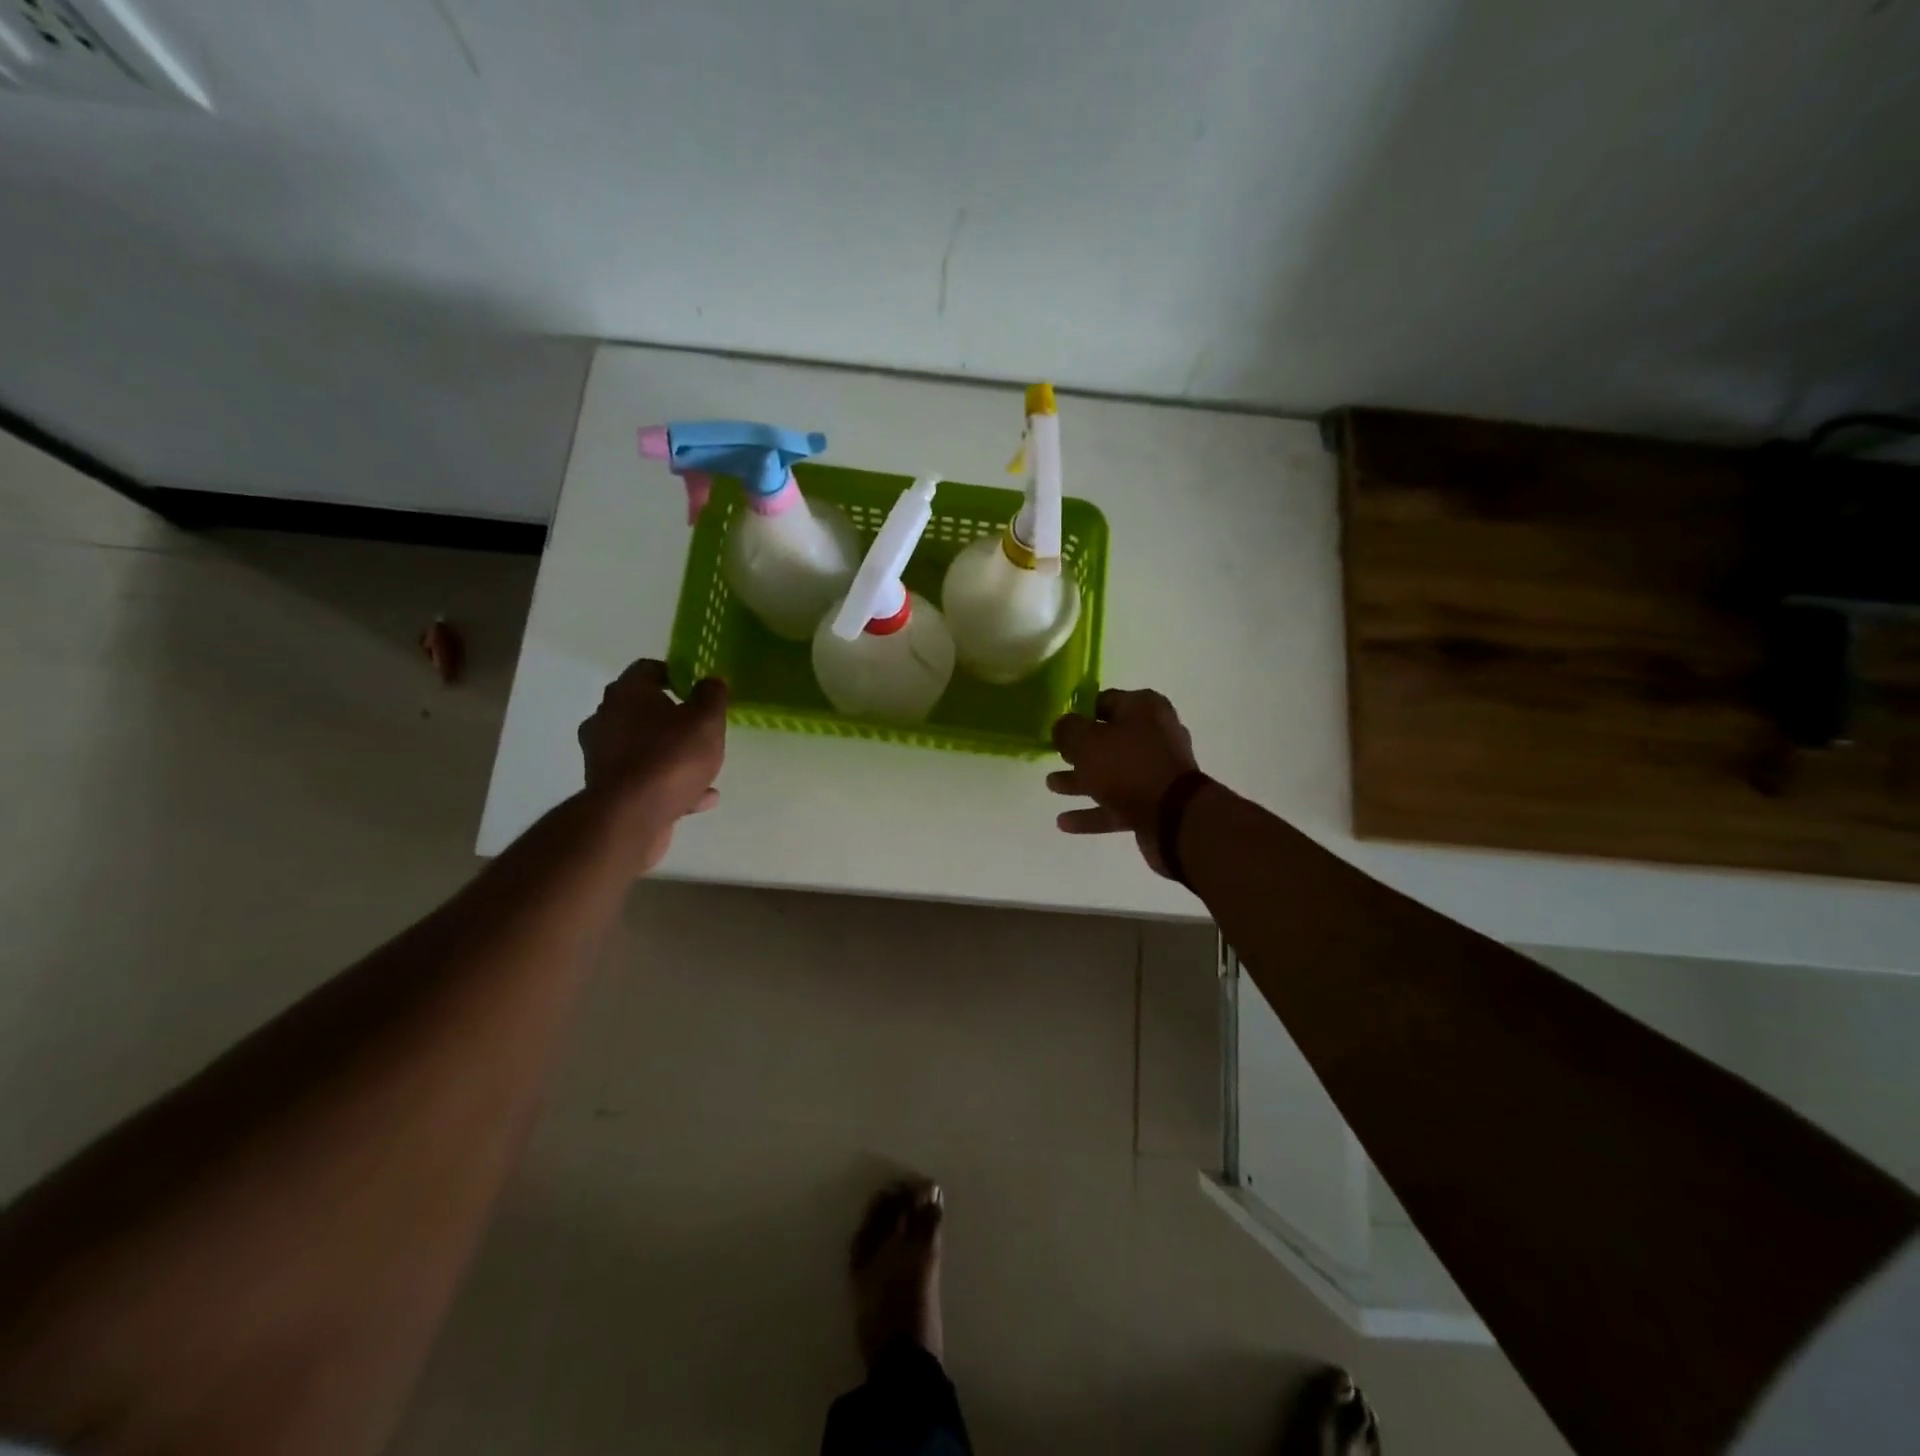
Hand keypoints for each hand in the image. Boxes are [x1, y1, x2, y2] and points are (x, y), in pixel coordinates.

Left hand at [577, 659, 727, 872]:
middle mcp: (606, 718)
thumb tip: (712, 680)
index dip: (674, 674)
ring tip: (704, 768)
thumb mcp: (706, 721)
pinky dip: (668, 783)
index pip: (647, 669)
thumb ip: (712, 696)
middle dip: (671, 717)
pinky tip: (699, 796)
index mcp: (627, 693)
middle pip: (641, 709)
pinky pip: (644, 778)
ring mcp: (602, 755)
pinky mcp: (607, 788)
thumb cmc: (671, 758)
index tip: (696, 689)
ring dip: (671, 754)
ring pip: (643, 746)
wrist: (631, 816)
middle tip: (699, 727)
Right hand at [1048, 689, 1198, 875]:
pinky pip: (1117, 803)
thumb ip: (1067, 729)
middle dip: (1078, 751)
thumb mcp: (1086, 741)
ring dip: (1080, 781)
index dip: (1078, 713)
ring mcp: (1157, 771)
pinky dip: (1092, 811)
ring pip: (1111, 773)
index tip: (1058, 727)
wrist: (1173, 816)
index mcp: (1144, 708)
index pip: (1104, 701)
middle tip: (1054, 756)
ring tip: (1051, 786)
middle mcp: (1155, 734)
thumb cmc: (1127, 766)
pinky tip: (1064, 822)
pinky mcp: (1155, 803)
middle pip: (1108, 739)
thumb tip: (1061, 726)